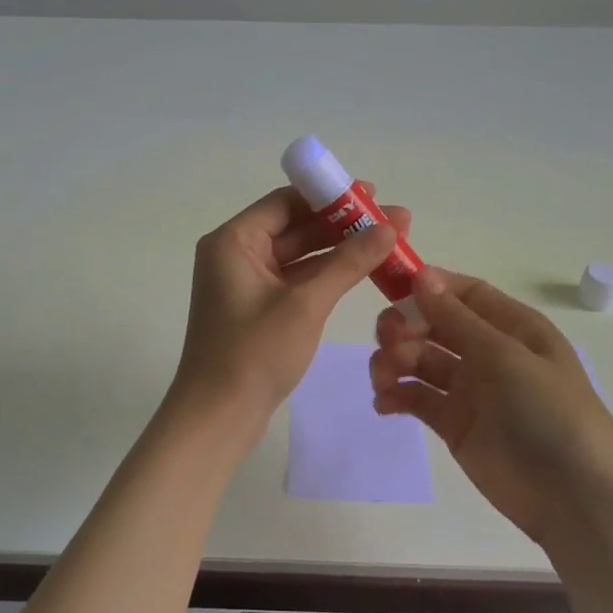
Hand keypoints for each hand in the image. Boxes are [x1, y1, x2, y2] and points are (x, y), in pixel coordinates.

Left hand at [172, 184, 410, 425]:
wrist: (217, 417)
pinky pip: (296, 280)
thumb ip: (348, 263)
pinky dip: (326, 276)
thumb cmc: (254, 354)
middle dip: (343, 225)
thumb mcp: (305, 304)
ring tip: (389, 243)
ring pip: (299, 255)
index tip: (373, 195)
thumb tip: (389, 227)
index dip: (330, 196)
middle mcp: (235, 254)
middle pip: (295, 226)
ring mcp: (246, 283)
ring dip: (340, 250)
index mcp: (233, 241)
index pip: (286, 202)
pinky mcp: (257, 308)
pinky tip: (363, 271)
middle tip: (395, 221)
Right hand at [370, 268, 612, 545]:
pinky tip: (384, 403)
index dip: (429, 287)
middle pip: (435, 324)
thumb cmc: (549, 413)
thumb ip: (458, 319)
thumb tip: (422, 275)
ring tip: (384, 378)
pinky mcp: (454, 424)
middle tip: (386, 341)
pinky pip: (417, 398)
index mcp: (513, 328)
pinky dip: (396, 395)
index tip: (392, 290)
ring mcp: (470, 389)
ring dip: (395, 361)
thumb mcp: (506, 357)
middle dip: (405, 326)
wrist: (572, 497)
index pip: (465, 293)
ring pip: (420, 360)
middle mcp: (489, 352)